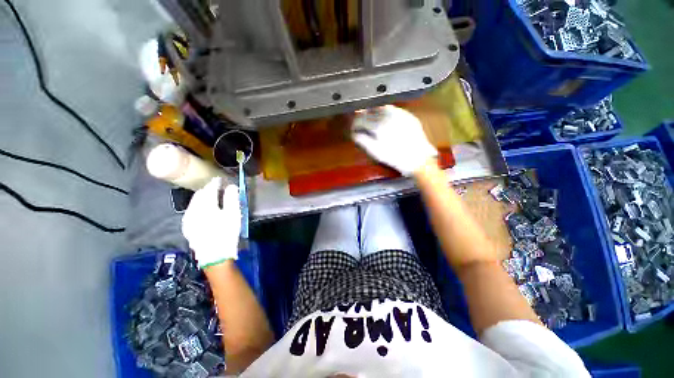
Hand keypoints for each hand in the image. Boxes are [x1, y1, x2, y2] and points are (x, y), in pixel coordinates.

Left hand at [182, 178, 240, 267]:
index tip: (221, 179)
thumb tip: (231, 186)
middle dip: (208, 189)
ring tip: (213, 197)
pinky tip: (205, 210)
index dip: (215, 182)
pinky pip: (192, 211)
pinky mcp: (188, 227)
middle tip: (218, 188)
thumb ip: (232, 198)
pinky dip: (199, 206)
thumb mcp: (233, 214)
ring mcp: (188, 219)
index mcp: (204, 205)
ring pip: (194, 203)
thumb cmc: (226, 233)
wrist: (214, 256)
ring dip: (203, 198)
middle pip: (200, 195)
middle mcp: (192, 210)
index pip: (209, 188)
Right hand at [352, 105, 436, 175]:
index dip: (355, 124)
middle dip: (363, 116)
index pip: (362, 120)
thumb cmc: (394, 158)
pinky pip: (393, 109)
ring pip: (382, 107)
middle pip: (371, 111)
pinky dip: (386, 111)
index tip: (353, 129)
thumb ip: (363, 141)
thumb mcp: (376, 152)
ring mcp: (399, 114)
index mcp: (378, 126)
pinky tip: (385, 118)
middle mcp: (388, 116)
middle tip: (360, 122)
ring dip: (374, 112)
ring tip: (371, 119)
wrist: (418, 159)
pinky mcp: (408, 116)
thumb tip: (354, 134)